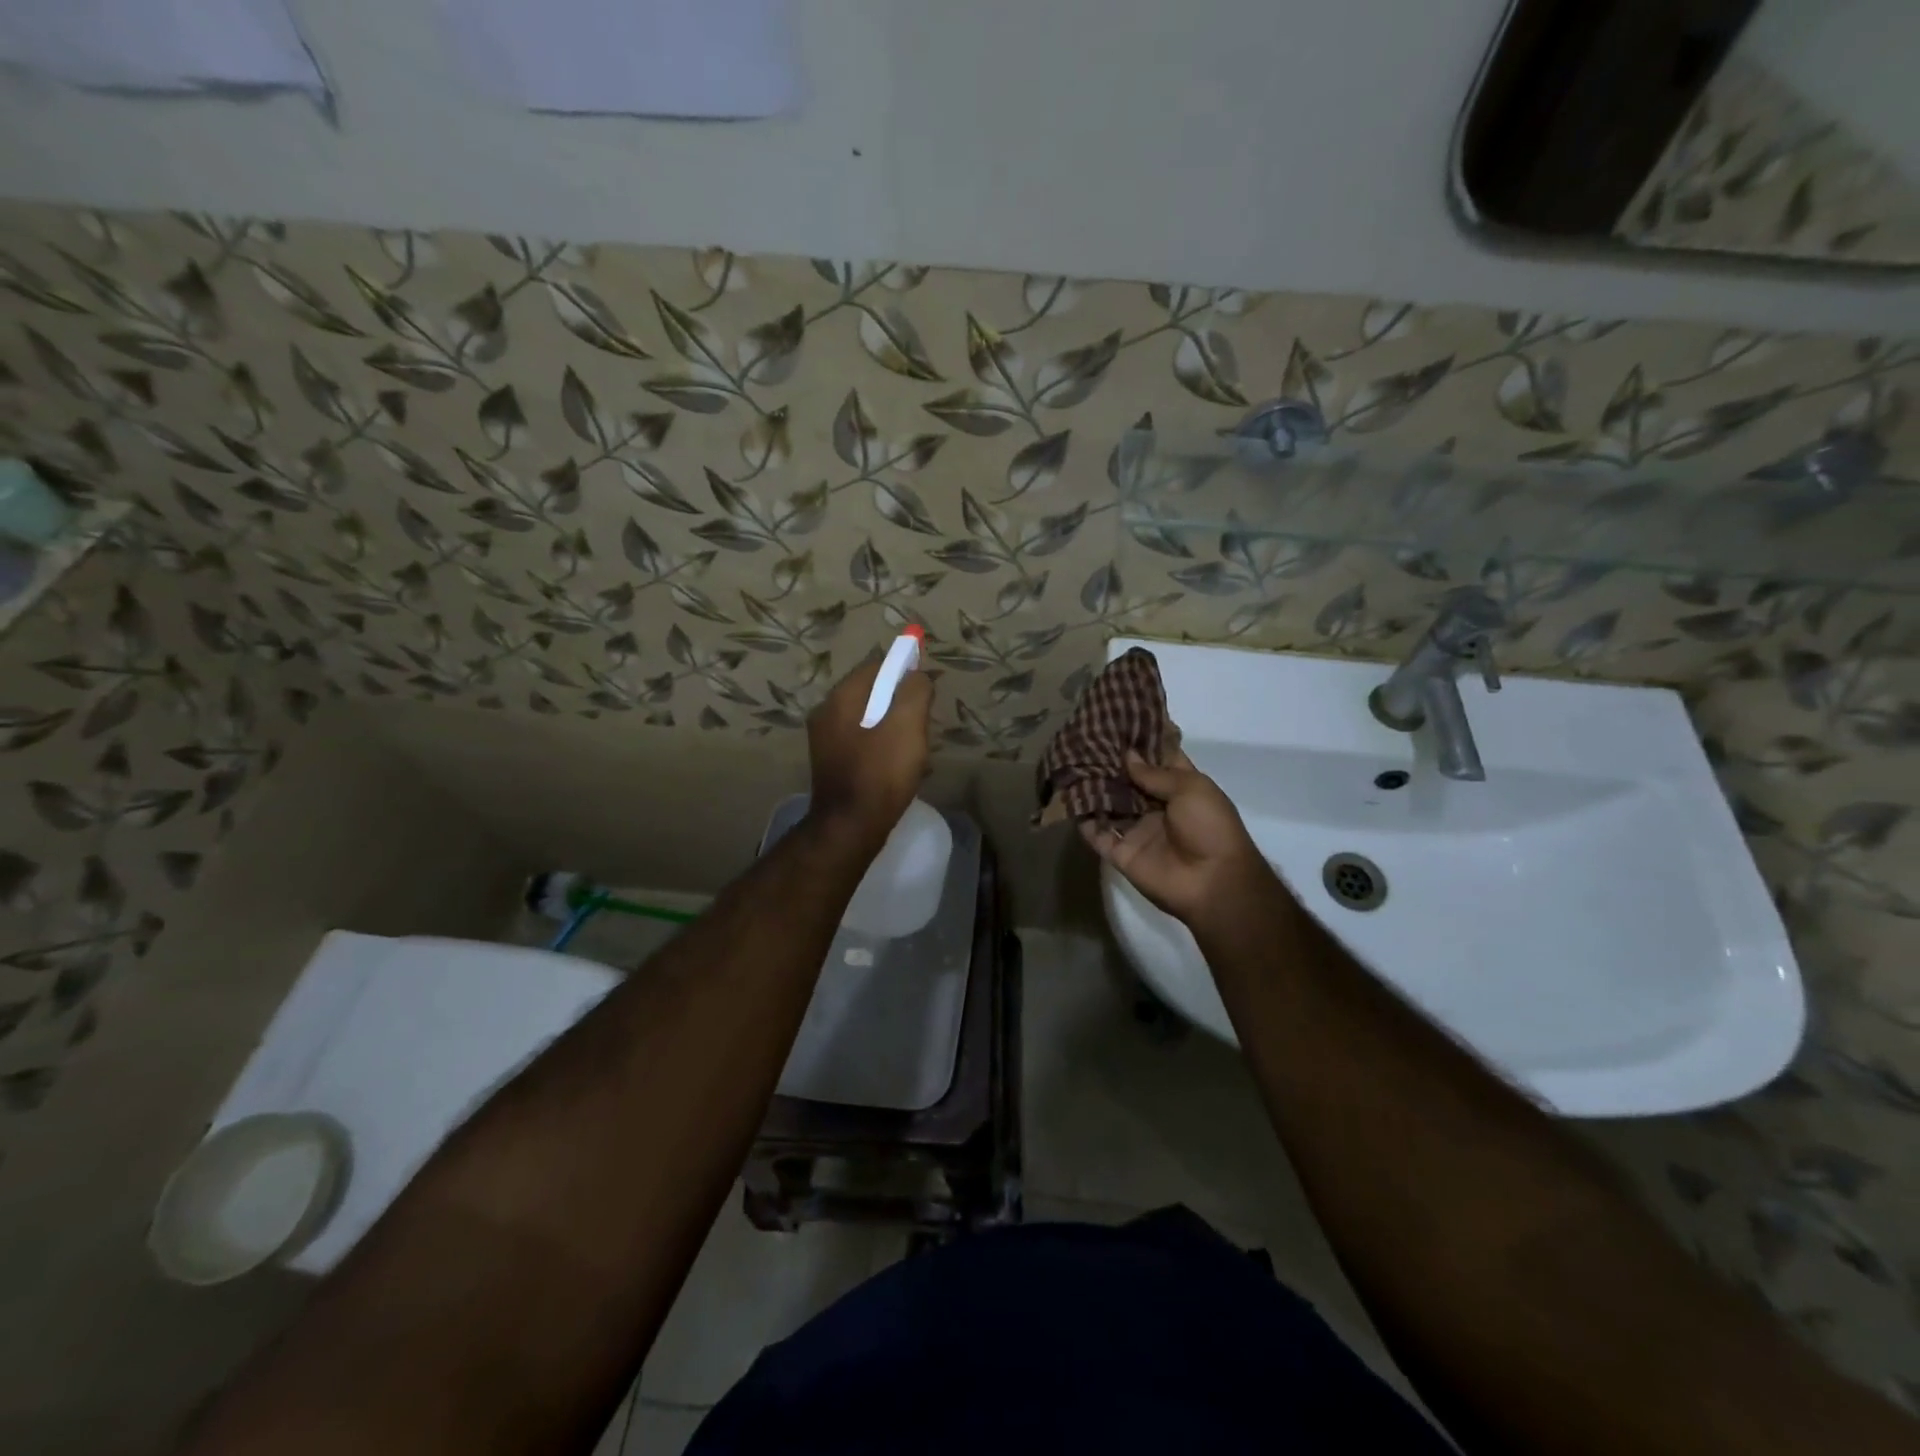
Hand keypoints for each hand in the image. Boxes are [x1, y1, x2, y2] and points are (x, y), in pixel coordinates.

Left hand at [807, 654, 932, 850]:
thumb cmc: (881, 772)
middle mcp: (826, 712)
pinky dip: (883, 745)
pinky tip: (898, 766)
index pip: (876, 666)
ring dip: (894, 726)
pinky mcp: (832, 763)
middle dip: (901, 702)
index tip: (926, 688)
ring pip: (868, 718)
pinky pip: (863, 741)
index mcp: (841, 697)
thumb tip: (917, 676)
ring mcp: (825, 740)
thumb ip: (915, 690)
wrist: (851, 827)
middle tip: (923, 724)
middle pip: (871, 692)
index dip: (904, 670)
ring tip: (915, 749)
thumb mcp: (908, 724)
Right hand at [1080, 751, 1270, 927]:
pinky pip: (1096, 833)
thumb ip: (1155, 773)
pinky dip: (1082, 818)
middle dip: (1109, 760)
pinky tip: (1064, 797)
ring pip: (1108, 803)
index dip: (1140, 740)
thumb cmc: (1209, 827)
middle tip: (1082, 737)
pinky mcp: (1120, 852)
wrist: (1212, 882)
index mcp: (1179, 787)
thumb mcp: (1190, 788)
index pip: (1156, 759)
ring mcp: (1136, 829)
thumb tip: (1127, 755)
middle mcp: (1155, 805)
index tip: (1117, 719)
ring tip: (1068, 760)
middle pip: (1127, 780)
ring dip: (1091, 786)